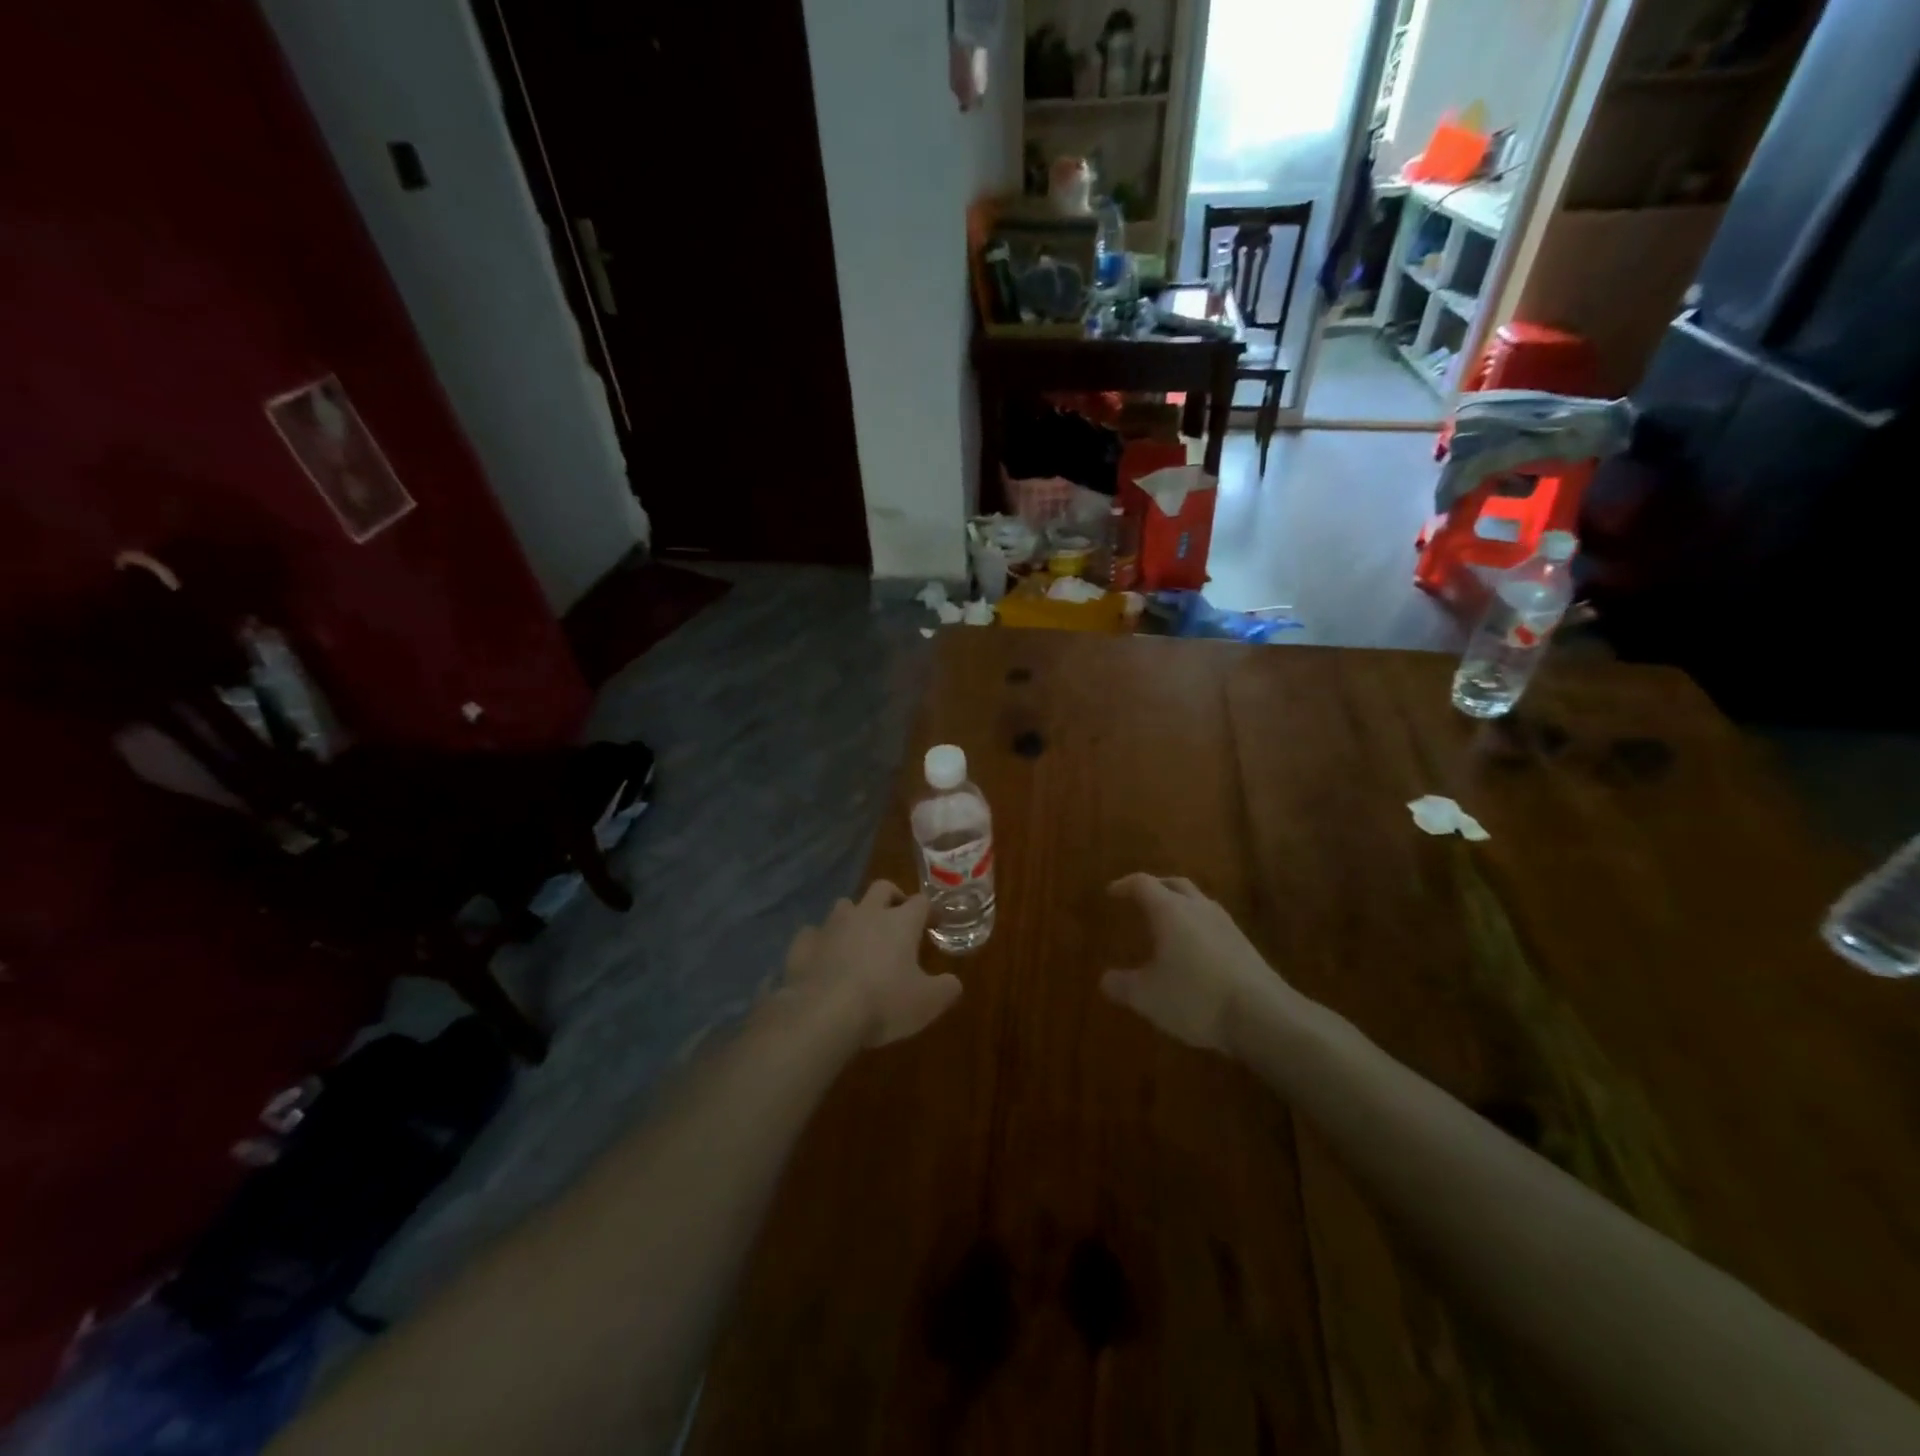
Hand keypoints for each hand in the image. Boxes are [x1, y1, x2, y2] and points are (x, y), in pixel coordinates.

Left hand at [783, 881, 962, 1047]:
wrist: (822, 1013)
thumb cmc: (883, 1003)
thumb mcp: (927, 1003)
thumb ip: (946, 989)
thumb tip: (953, 983)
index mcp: (900, 922)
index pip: (920, 902)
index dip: (929, 910)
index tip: (934, 923)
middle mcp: (866, 914)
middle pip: (882, 888)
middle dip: (892, 897)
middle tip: (897, 917)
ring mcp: (831, 925)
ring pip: (845, 905)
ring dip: (854, 916)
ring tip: (859, 938)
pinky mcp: (803, 943)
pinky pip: (813, 933)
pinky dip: (821, 942)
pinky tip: (823, 958)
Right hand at [1101, 874, 1298, 1055]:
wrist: (1263, 1016)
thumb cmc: (1195, 998)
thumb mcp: (1147, 997)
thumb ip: (1122, 985)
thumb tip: (1105, 979)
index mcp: (1170, 911)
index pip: (1143, 884)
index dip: (1124, 885)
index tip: (1112, 893)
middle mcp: (1199, 909)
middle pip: (1175, 885)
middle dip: (1156, 888)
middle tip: (1140, 898)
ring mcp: (1227, 926)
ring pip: (1199, 903)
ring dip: (1181, 907)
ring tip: (1168, 924)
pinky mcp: (1245, 947)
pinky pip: (1214, 925)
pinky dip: (1198, 928)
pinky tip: (1195, 952)